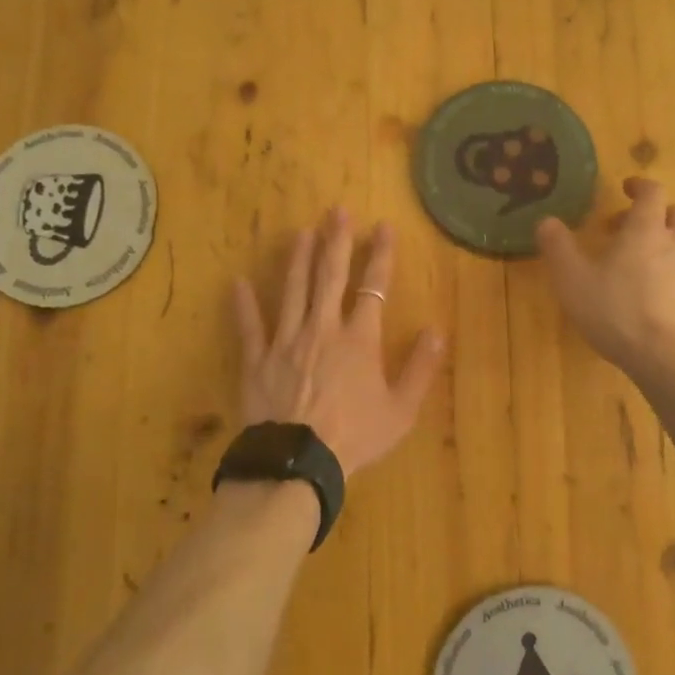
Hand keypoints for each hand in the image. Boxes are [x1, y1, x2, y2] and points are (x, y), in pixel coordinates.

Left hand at [234, 209, 444, 478]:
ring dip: (297, 259)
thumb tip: (437, 330)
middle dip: (335, 241)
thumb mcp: (400, 410)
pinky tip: (237, 282)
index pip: (373, 285)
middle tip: (336, 211)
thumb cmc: (354, 436)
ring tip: (300, 231)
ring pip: (292, 290)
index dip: (381, 254)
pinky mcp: (257, 360)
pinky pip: (250, 327)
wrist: (298, 463)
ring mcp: (286, 341)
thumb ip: (420, 368)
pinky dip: (243, 305)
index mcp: (359, 338)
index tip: (384, 226)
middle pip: (329, 276)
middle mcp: (322, 328)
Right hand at [536, 177, 674, 384]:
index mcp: (647, 231)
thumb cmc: (619, 312)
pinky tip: (653, 306)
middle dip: (653, 216)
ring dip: (662, 249)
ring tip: (635, 274)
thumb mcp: (573, 281)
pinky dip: (672, 281)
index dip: (640, 185)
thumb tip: (546, 221)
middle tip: (625, 231)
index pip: (653, 192)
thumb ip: (558, 248)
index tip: (626, 188)